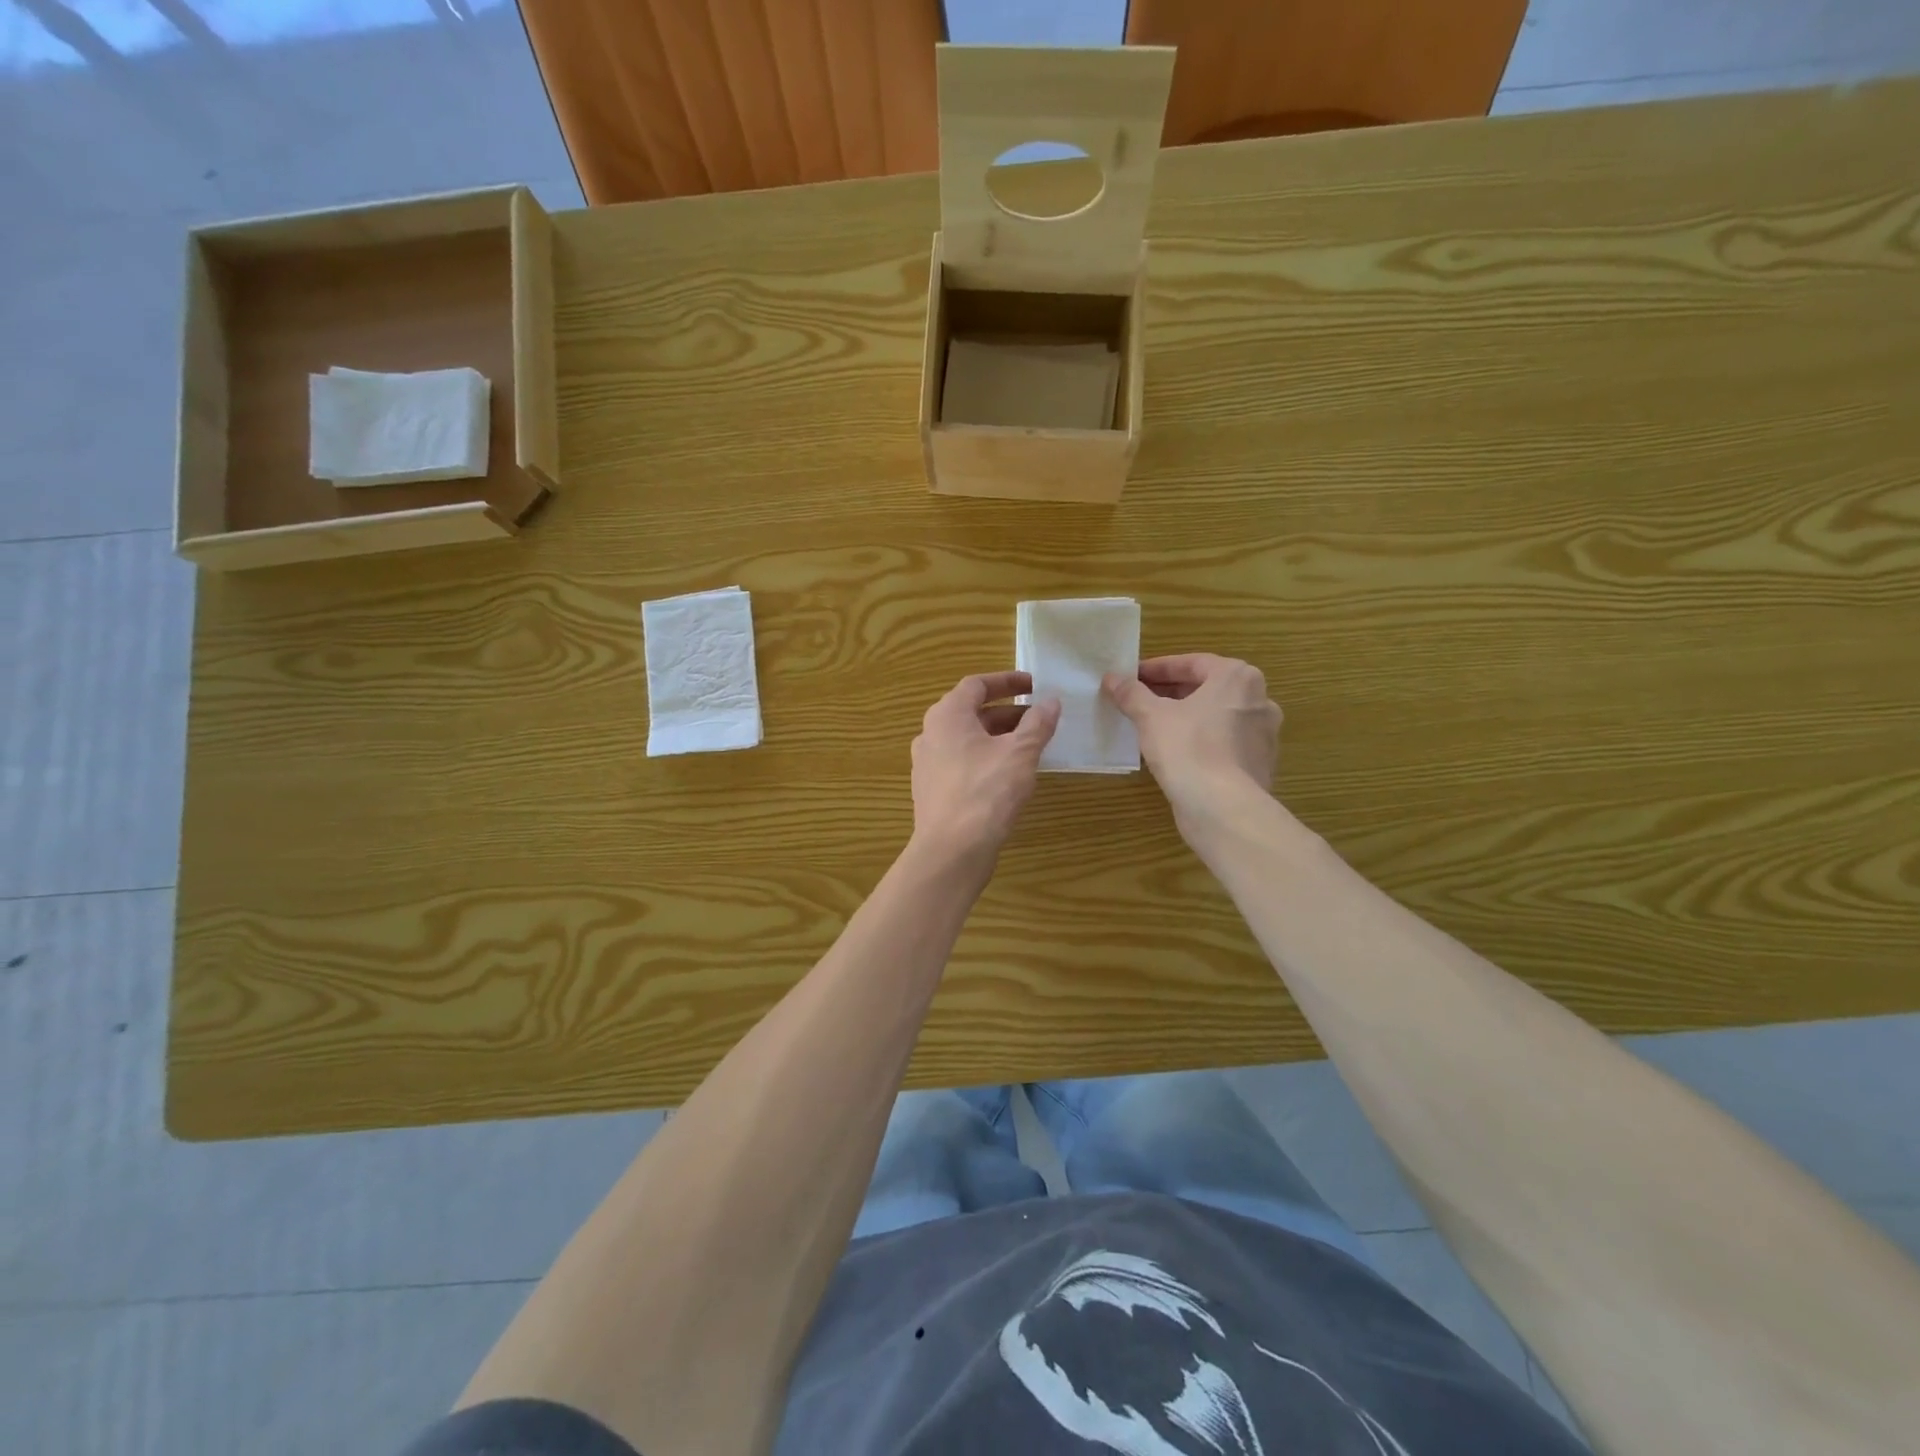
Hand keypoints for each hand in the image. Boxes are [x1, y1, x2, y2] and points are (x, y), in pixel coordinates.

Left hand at [910, 672, 1060, 870]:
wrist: (951, 851)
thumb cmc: (986, 792)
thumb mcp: (1020, 753)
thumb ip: (1037, 724)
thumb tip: (1051, 701)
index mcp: (947, 715)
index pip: (976, 685)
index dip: (1007, 681)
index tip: (1033, 685)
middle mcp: (930, 734)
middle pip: (971, 712)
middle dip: (1007, 713)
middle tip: (1037, 718)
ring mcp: (927, 764)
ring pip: (966, 740)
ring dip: (997, 737)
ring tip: (1029, 746)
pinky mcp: (932, 790)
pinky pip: (961, 763)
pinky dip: (985, 759)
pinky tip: (1008, 775)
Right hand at [1103, 654, 1281, 830]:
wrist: (1223, 809)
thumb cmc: (1188, 749)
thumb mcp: (1151, 716)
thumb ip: (1132, 693)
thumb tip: (1112, 678)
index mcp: (1238, 678)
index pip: (1192, 663)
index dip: (1157, 669)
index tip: (1131, 677)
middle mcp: (1259, 700)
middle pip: (1206, 689)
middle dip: (1170, 693)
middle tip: (1137, 700)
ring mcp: (1263, 735)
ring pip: (1215, 717)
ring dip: (1185, 718)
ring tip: (1151, 726)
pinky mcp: (1257, 764)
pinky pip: (1222, 743)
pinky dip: (1199, 741)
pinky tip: (1173, 753)